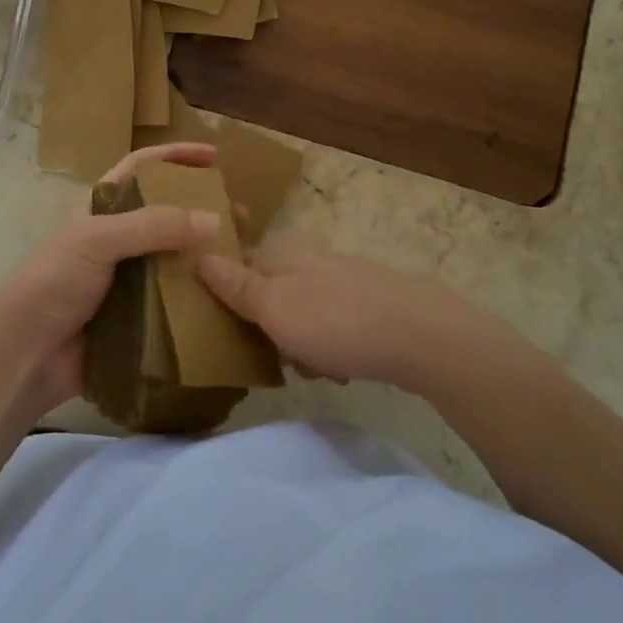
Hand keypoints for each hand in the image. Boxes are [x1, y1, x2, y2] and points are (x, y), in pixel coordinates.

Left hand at [0, 142, 221, 413]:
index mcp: (101, 208)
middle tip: (240, 214)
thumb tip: (214, 219)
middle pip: (167, 213)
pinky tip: (228, 294)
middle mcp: (117, 237)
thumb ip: (153, 226)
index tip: (214, 156)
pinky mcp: (138, 313)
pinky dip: (200, 294)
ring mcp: (128, 277)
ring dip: (207, 254)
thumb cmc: (52, 283)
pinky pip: (176, 297)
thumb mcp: (96, 241)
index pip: (142, 168)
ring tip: (243, 255)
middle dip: (203, 209)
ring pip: (176, 257)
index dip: (175, 156)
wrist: (26, 355)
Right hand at [197, 242, 515, 392]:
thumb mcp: (274, 307)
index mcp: (282, 253)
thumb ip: (236, 285)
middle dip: (268, 330)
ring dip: (300, 345)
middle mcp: (311, 258)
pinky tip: (343, 368)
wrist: (422, 336)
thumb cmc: (336, 321)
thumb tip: (200, 255)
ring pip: (302, 314)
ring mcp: (343, 279)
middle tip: (276, 357)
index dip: (227, 298)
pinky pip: (333, 326)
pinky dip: (331, 347)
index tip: (226, 330)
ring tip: (315, 369)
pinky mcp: (370, 303)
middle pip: (270, 295)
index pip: (237, 266)